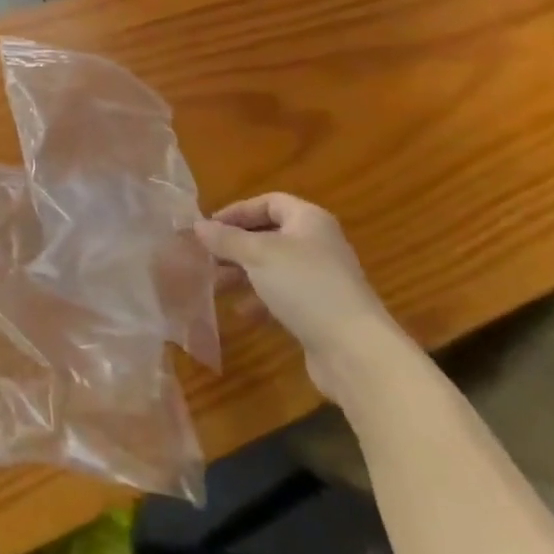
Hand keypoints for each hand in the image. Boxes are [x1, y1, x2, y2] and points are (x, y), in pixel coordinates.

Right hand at [194, 193, 409, 402]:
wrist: (355, 351)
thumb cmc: (304, 286)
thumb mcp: (257, 255)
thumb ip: (225, 238)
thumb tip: (198, 225)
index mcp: (309, 221)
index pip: (269, 202)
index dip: (237, 211)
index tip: (209, 227)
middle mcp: (317, 245)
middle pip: (268, 235)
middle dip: (235, 246)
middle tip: (206, 257)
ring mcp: (320, 279)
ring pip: (272, 267)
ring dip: (242, 273)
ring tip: (215, 285)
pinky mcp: (319, 310)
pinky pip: (282, 295)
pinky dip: (259, 300)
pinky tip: (241, 312)